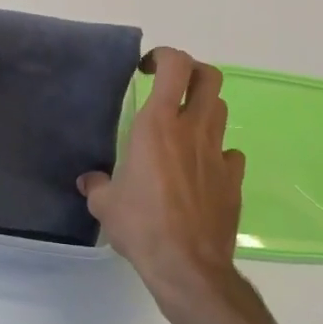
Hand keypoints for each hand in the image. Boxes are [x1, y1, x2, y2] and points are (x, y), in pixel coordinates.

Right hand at [79, 47, 245, 319]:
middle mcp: (192, 130)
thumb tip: (88, 181)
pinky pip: (229, 153)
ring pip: (221, 110)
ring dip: (203, 110)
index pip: (175, 66)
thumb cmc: (142, 226)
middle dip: (193, 73)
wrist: (188, 266)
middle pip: (210, 77)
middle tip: (171, 87)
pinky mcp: (233, 179)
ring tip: (182, 128)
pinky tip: (201, 169)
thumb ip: (96, 185)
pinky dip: (216, 152)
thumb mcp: (105, 205)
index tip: (145, 70)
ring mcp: (217, 153)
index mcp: (158, 125)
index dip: (163, 57)